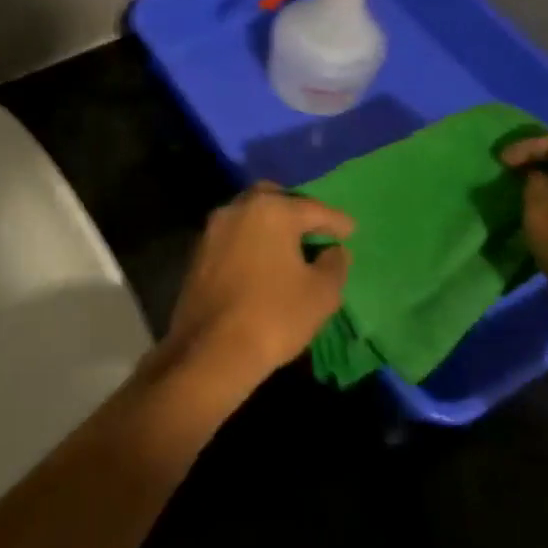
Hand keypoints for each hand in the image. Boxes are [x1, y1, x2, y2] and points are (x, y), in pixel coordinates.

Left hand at [163, 184, 353, 386]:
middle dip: (295, 209)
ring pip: (247, 215)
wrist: (211, 349)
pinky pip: (232, 236)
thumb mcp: (321, 293)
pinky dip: (250, 241)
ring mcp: (212, 230)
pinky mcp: (197, 253)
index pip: (312, 208)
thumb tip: (334, 251)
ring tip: (290, 245)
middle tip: (314, 228)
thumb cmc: (275, 316)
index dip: (335, 221)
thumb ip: (334, 264)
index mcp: (271, 211)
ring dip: (269, 224)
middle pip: (272, 198)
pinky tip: (263, 260)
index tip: (350, 230)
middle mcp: (237, 210)